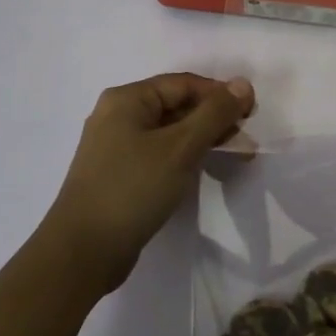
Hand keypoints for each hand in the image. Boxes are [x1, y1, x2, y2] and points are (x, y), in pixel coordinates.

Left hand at [44, 73, 254, 294]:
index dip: (220, 93)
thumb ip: (214, 113)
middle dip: (214, 118)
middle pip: (176, 106)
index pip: (184, 84)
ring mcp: (116, 147)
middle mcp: (118, 116)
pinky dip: (185, 156)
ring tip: (237, 154)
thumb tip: (243, 83)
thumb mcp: (180, 148)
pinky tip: (205, 169)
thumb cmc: (132, 189)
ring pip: (170, 132)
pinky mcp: (119, 174)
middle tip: (246, 137)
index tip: (252, 113)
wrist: (82, 252)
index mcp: (126, 100)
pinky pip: (160, 154)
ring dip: (204, 139)